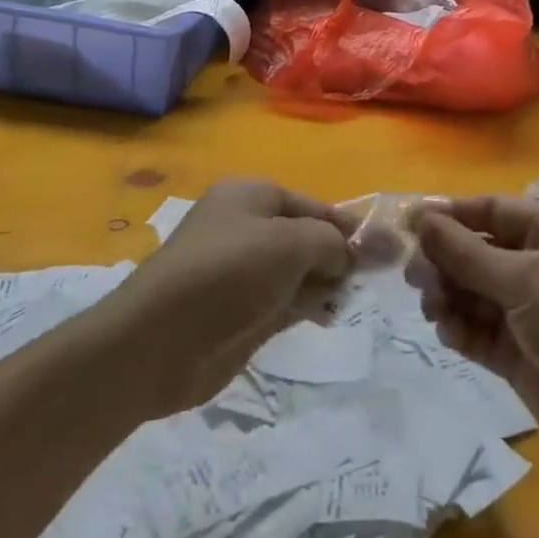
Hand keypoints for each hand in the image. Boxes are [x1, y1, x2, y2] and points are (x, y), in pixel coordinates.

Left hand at [120, 180, 351, 412]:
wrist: (158, 342)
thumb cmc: (227, 273)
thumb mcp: (289, 243)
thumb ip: (329, 242)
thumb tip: (348, 255)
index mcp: (251, 196)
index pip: (311, 204)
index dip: (345, 225)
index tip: (380, 250)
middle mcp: (247, 228)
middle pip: (306, 236)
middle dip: (337, 255)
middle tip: (372, 278)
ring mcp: (243, 273)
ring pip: (299, 271)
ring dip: (325, 283)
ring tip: (349, 298)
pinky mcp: (241, 313)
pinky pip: (286, 301)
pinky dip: (308, 306)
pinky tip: (328, 315)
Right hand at [410, 196, 538, 473]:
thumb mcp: (525, 280)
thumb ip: (468, 253)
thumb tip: (422, 219)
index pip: (493, 211)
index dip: (452, 216)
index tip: (410, 224)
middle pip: (479, 251)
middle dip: (446, 261)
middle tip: (413, 276)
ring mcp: (530, 310)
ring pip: (475, 291)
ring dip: (449, 295)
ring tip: (431, 306)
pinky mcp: (519, 351)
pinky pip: (479, 329)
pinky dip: (461, 327)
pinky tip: (448, 332)